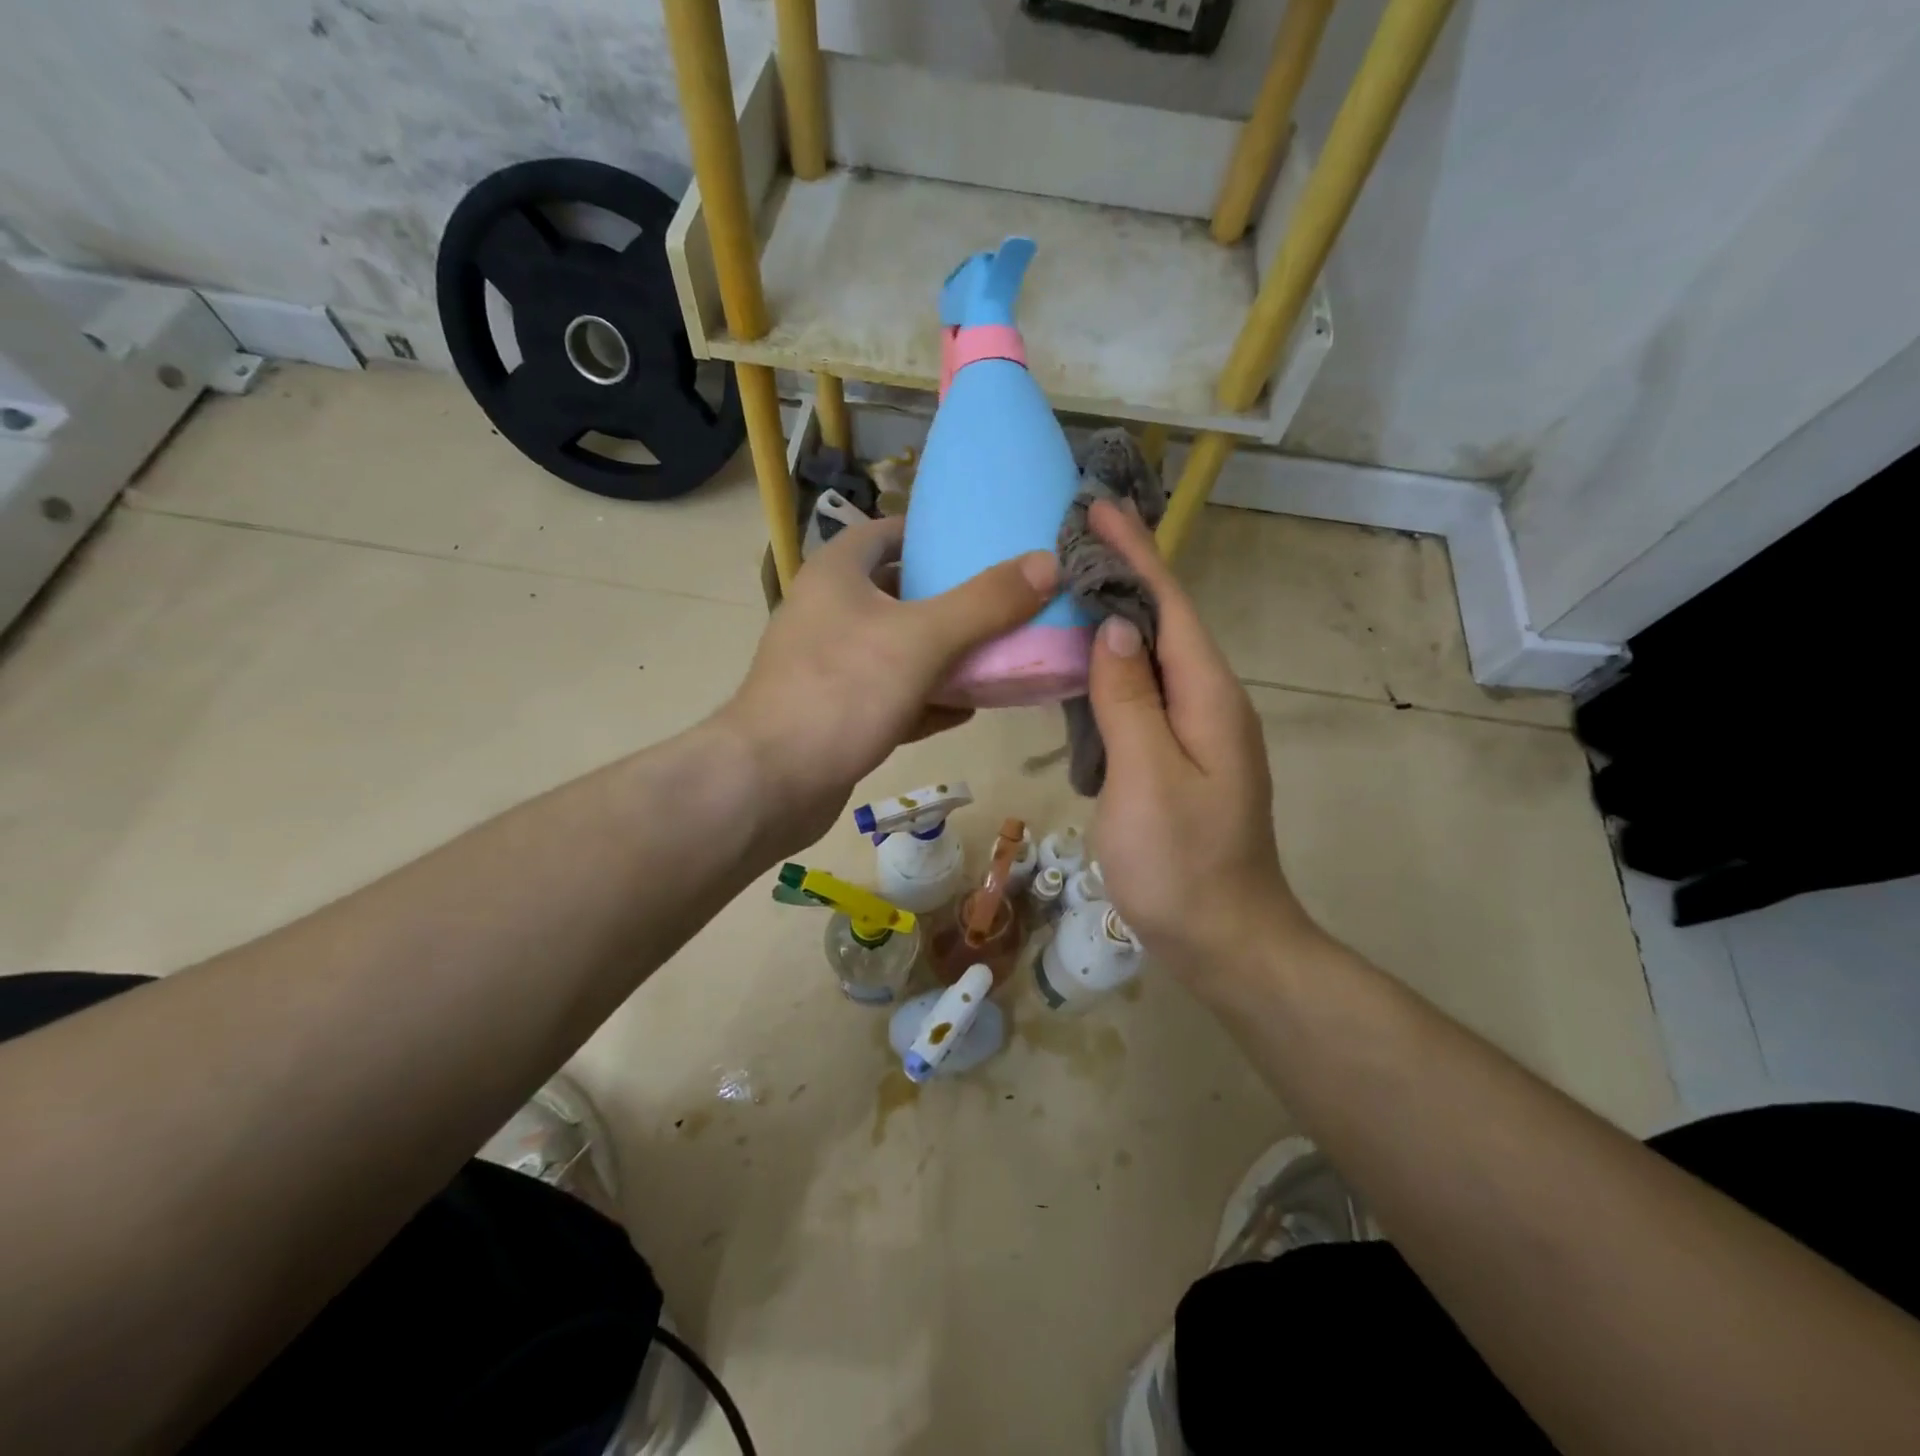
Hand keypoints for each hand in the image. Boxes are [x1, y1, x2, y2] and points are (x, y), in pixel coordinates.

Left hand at [717, 516, 1058, 855]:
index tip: (983, 545)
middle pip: (900, 592)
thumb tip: (1049, 563)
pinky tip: (967, 710)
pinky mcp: (837, 713)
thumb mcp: (922, 639)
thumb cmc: (841, 691)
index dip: (934, 534)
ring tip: (999, 657)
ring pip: (899, 649)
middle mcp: (829, 612)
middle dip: (952, 600)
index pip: (888, 532)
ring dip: (945, 655)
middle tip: (1005, 605)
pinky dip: (927, 698)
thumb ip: (985, 602)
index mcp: (837, 574)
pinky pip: (892, 695)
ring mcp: (831, 666)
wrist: (771, 783)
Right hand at [1085, 501, 1318, 980]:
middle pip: (1164, 624)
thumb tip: (1113, 631)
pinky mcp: (1178, 758)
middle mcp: (1208, 703)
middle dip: (1123, 575)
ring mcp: (1196, 733)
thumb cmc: (1182, 864)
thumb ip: (1130, 701)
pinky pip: (1143, 696)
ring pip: (1152, 659)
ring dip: (1115, 620)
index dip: (1135, 554)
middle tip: (1069, 542)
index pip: (1169, 606)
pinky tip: (1080, 666)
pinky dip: (1111, 669)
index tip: (1097, 508)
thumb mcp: (1148, 778)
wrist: (1224, 939)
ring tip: (1068, 589)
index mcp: (1208, 698)